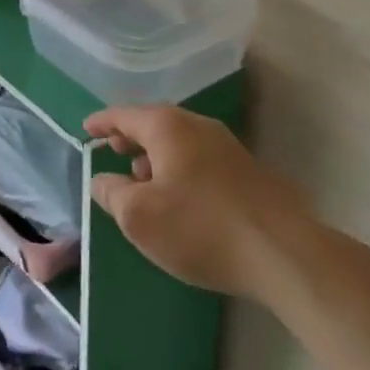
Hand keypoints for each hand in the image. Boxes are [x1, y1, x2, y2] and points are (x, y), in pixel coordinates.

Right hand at [85, 104, 300, 300]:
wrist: (283, 254)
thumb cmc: (200, 228)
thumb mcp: (140, 217)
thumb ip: (112, 194)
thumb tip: (102, 179)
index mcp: (167, 126)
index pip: (124, 115)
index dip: (102, 122)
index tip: (86, 129)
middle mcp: (197, 126)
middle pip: (154, 123)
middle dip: (131, 136)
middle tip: (112, 150)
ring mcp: (227, 147)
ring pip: (179, 142)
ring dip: (156, 155)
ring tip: (142, 180)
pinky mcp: (247, 172)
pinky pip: (199, 159)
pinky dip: (179, 168)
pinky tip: (179, 198)